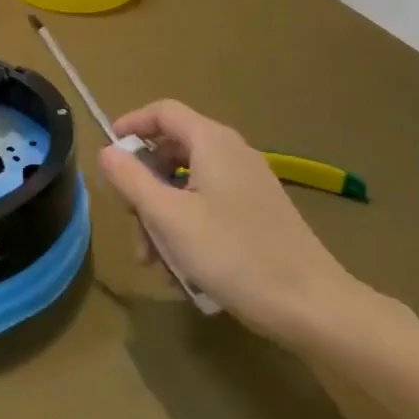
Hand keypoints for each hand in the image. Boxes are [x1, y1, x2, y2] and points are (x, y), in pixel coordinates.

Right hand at [98, 100, 372, 344]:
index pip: (163, 112)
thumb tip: (106, 151)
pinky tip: (183, 271)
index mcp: (212, 143)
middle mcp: (231, 154)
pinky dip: (186, 229)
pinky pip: (207, 207)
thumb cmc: (234, 254)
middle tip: (131, 223)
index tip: (107, 154)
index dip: (131, 125)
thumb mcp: (169, 217)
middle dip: (143, 187)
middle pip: (171, 152)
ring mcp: (247, 184)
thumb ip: (131, 179)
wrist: (312, 306)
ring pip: (186, 185)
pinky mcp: (256, 213)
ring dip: (161, 217)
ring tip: (155, 263)